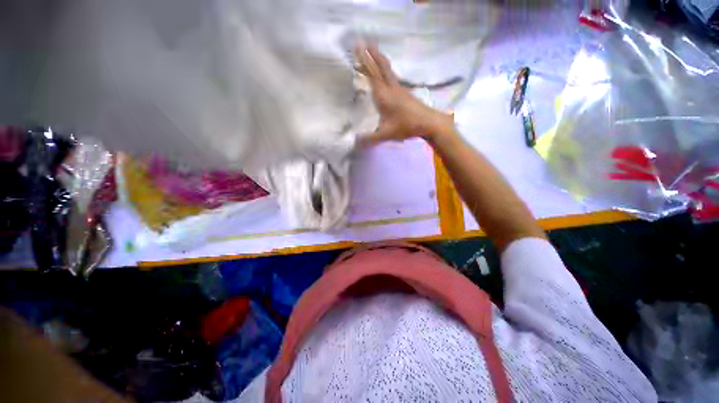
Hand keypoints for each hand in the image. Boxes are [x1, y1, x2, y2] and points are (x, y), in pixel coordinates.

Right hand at [356, 45, 453, 146]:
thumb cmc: (406, 127)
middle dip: (372, 53)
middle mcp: (391, 88)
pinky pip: (392, 76)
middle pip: (381, 66)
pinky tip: (385, 75)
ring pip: (387, 70)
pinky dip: (385, 70)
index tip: (357, 46)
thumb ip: (369, 139)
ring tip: (372, 53)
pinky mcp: (405, 92)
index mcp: (384, 95)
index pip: (372, 74)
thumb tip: (354, 142)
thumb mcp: (386, 134)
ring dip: (379, 60)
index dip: (364, 60)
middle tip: (363, 42)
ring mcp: (399, 89)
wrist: (429, 123)